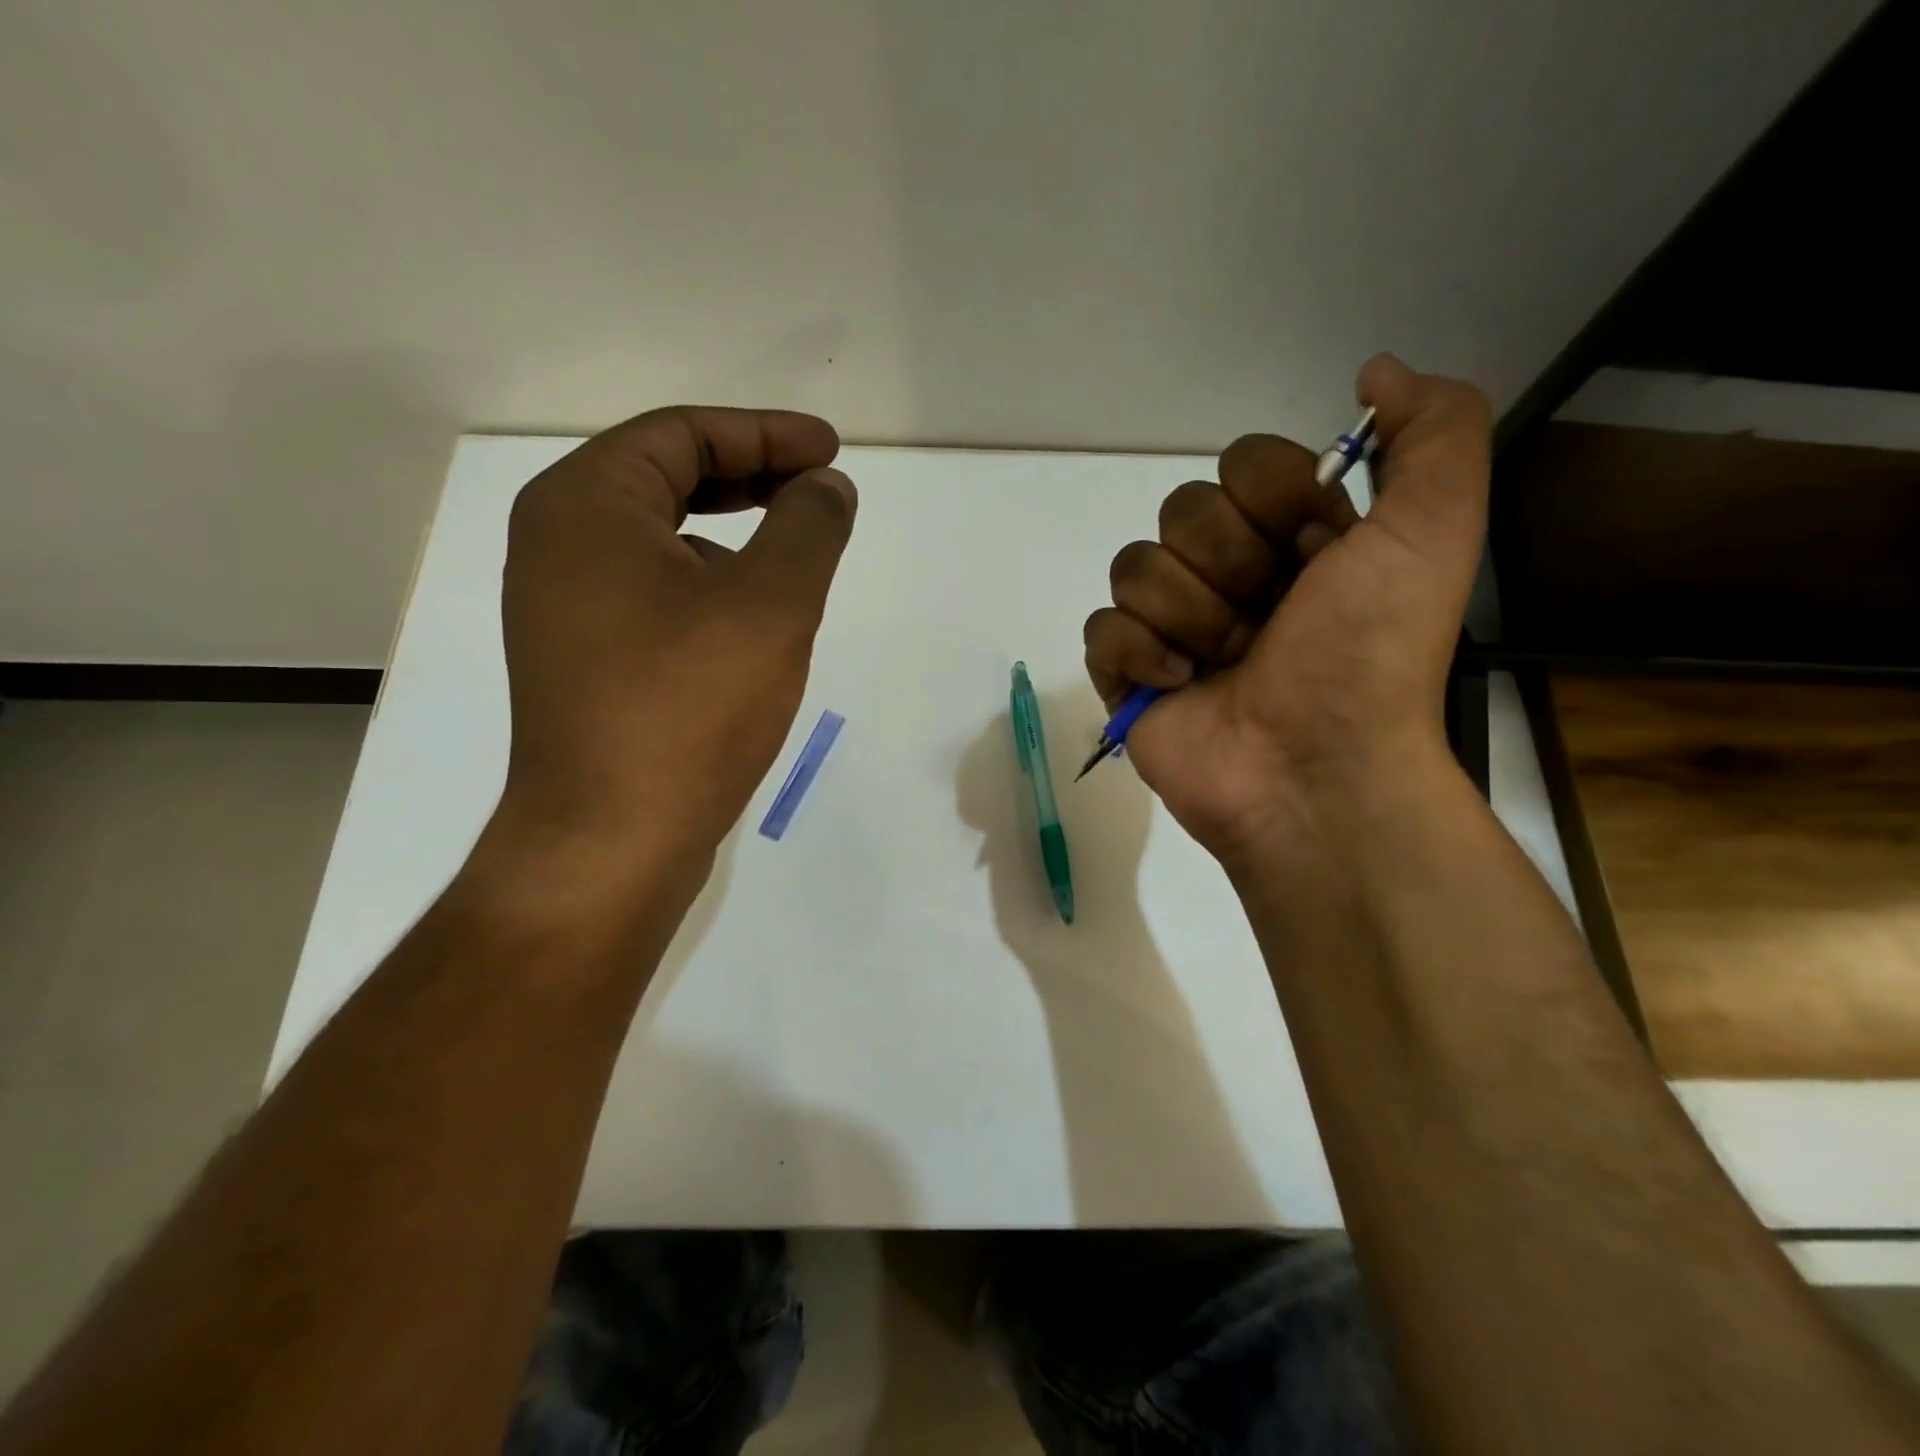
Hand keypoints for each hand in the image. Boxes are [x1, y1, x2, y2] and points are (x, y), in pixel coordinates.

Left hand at [495, 406, 856, 859]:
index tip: (831, 451)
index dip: (766, 433)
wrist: (613, 838)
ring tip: (795, 554)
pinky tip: (752, 620)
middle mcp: (559, 543)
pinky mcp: (584, 659)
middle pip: (665, 478)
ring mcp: (565, 607)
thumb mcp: (771, 604)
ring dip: (731, 531)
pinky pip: (653, 591)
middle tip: (819, 488)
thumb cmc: (689, 708)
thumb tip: (826, 487)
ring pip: (660, 539)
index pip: (683, 435)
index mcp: (587, 506)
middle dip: (750, 476)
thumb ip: (808, 527)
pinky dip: (708, 582)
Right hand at [1083, 355, 1489, 861]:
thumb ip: (1435, 433)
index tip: (1315, 552)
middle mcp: (1231, 574)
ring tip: (1225, 664)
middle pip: (1182, 510)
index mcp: (1294, 538)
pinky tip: (1179, 686)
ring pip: (1136, 566)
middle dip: (1228, 566)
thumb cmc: (1368, 657)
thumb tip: (1373, 371)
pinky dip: (1138, 654)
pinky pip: (1101, 627)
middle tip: (1266, 621)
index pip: (1243, 461)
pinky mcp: (1128, 674)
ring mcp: (1173, 626)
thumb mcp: (1434, 533)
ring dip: (1189, 615)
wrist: (1315, 773)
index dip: (1272, 500)